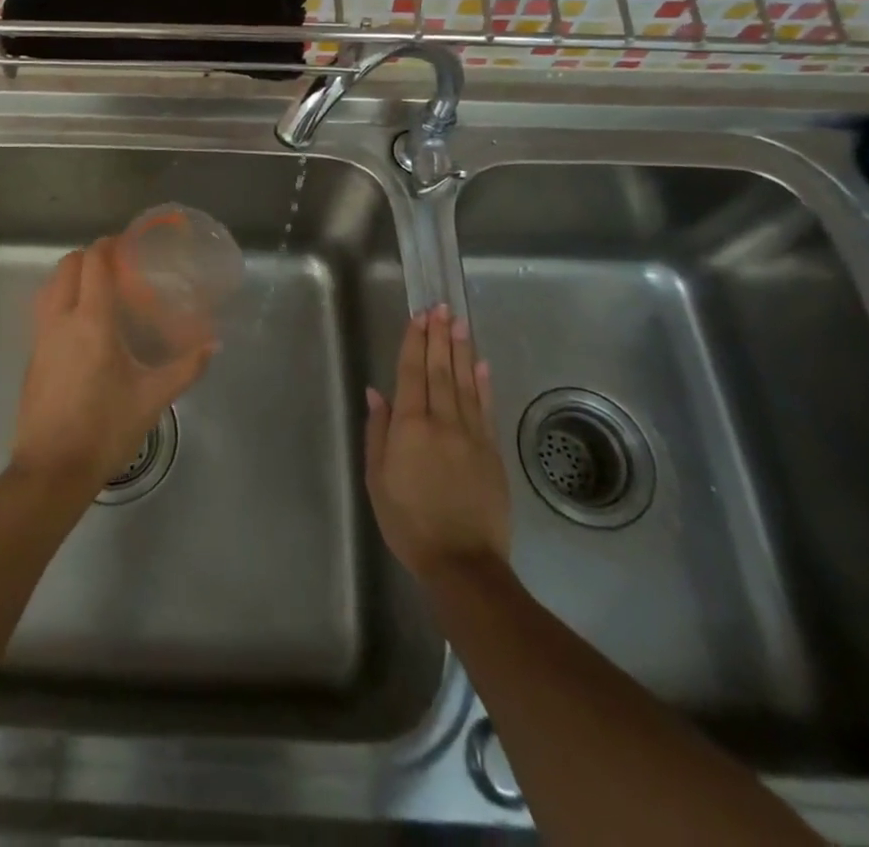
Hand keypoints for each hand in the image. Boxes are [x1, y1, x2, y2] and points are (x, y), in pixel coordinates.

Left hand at [11, 238, 211, 497]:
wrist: (52, 470)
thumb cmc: (105, 428)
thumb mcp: (153, 398)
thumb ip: (185, 367)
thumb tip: (213, 344)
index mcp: (91, 321)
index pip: (93, 263)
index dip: (107, 245)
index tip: (126, 244)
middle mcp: (60, 319)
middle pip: (67, 266)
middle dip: (89, 256)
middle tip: (116, 265)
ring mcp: (40, 337)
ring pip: (50, 286)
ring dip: (70, 276)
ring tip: (97, 289)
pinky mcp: (32, 356)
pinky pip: (43, 310)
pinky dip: (60, 299)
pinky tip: (81, 323)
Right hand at [365, 303, 511, 579]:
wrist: (462, 562)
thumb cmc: (408, 521)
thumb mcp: (377, 478)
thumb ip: (377, 432)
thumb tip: (376, 392)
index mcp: (410, 427)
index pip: (411, 373)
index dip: (414, 343)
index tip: (418, 316)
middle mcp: (442, 422)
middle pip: (440, 370)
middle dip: (438, 336)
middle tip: (441, 307)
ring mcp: (472, 435)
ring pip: (465, 383)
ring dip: (461, 350)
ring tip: (459, 322)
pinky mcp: (492, 451)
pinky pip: (486, 408)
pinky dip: (483, 383)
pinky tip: (481, 363)